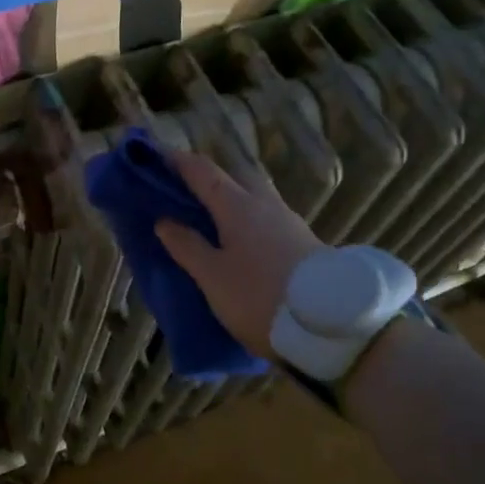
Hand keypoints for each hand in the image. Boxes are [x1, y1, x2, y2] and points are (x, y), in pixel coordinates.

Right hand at [154, 151, 327, 357]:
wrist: (332, 328)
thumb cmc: (260, 296)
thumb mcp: (213, 277)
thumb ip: (187, 246)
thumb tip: (164, 220)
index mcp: (237, 204)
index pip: (201, 170)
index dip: (175, 160)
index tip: (153, 156)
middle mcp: (264, 203)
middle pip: (232, 177)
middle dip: (206, 178)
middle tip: (181, 192)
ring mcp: (287, 221)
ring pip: (252, 197)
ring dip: (228, 200)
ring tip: (207, 220)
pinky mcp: (302, 242)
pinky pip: (264, 217)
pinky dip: (244, 219)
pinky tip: (238, 241)